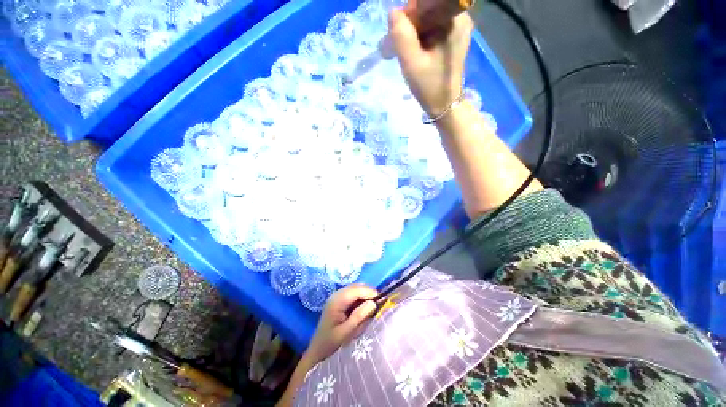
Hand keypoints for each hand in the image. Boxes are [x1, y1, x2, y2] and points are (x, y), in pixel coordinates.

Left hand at [305, 284, 377, 363]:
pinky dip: (361, 299)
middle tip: (380, 303)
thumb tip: (373, 303)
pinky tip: (365, 308)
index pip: (356, 290)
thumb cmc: (331, 345)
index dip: (369, 292)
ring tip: (375, 306)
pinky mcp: (339, 302)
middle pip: (356, 287)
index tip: (382, 300)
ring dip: (365, 295)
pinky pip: (353, 295)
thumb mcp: (346, 333)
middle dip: (368, 293)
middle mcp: (336, 295)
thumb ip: (359, 316)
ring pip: (355, 290)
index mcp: (336, 301)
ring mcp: (337, 297)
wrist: (317, 352)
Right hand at [388, 8, 473, 116]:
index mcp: (453, 19)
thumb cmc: (430, 86)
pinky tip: (417, 53)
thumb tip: (394, 12)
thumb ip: (401, 35)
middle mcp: (459, 17)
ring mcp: (457, 27)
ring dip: (414, 33)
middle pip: (426, 8)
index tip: (401, 37)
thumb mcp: (411, 62)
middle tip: (402, 48)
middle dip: (410, 25)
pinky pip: (432, 28)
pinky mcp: (453, 37)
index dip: (408, 15)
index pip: (424, 2)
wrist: (445, 105)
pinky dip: (420, 38)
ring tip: (409, 54)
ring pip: (427, 18)